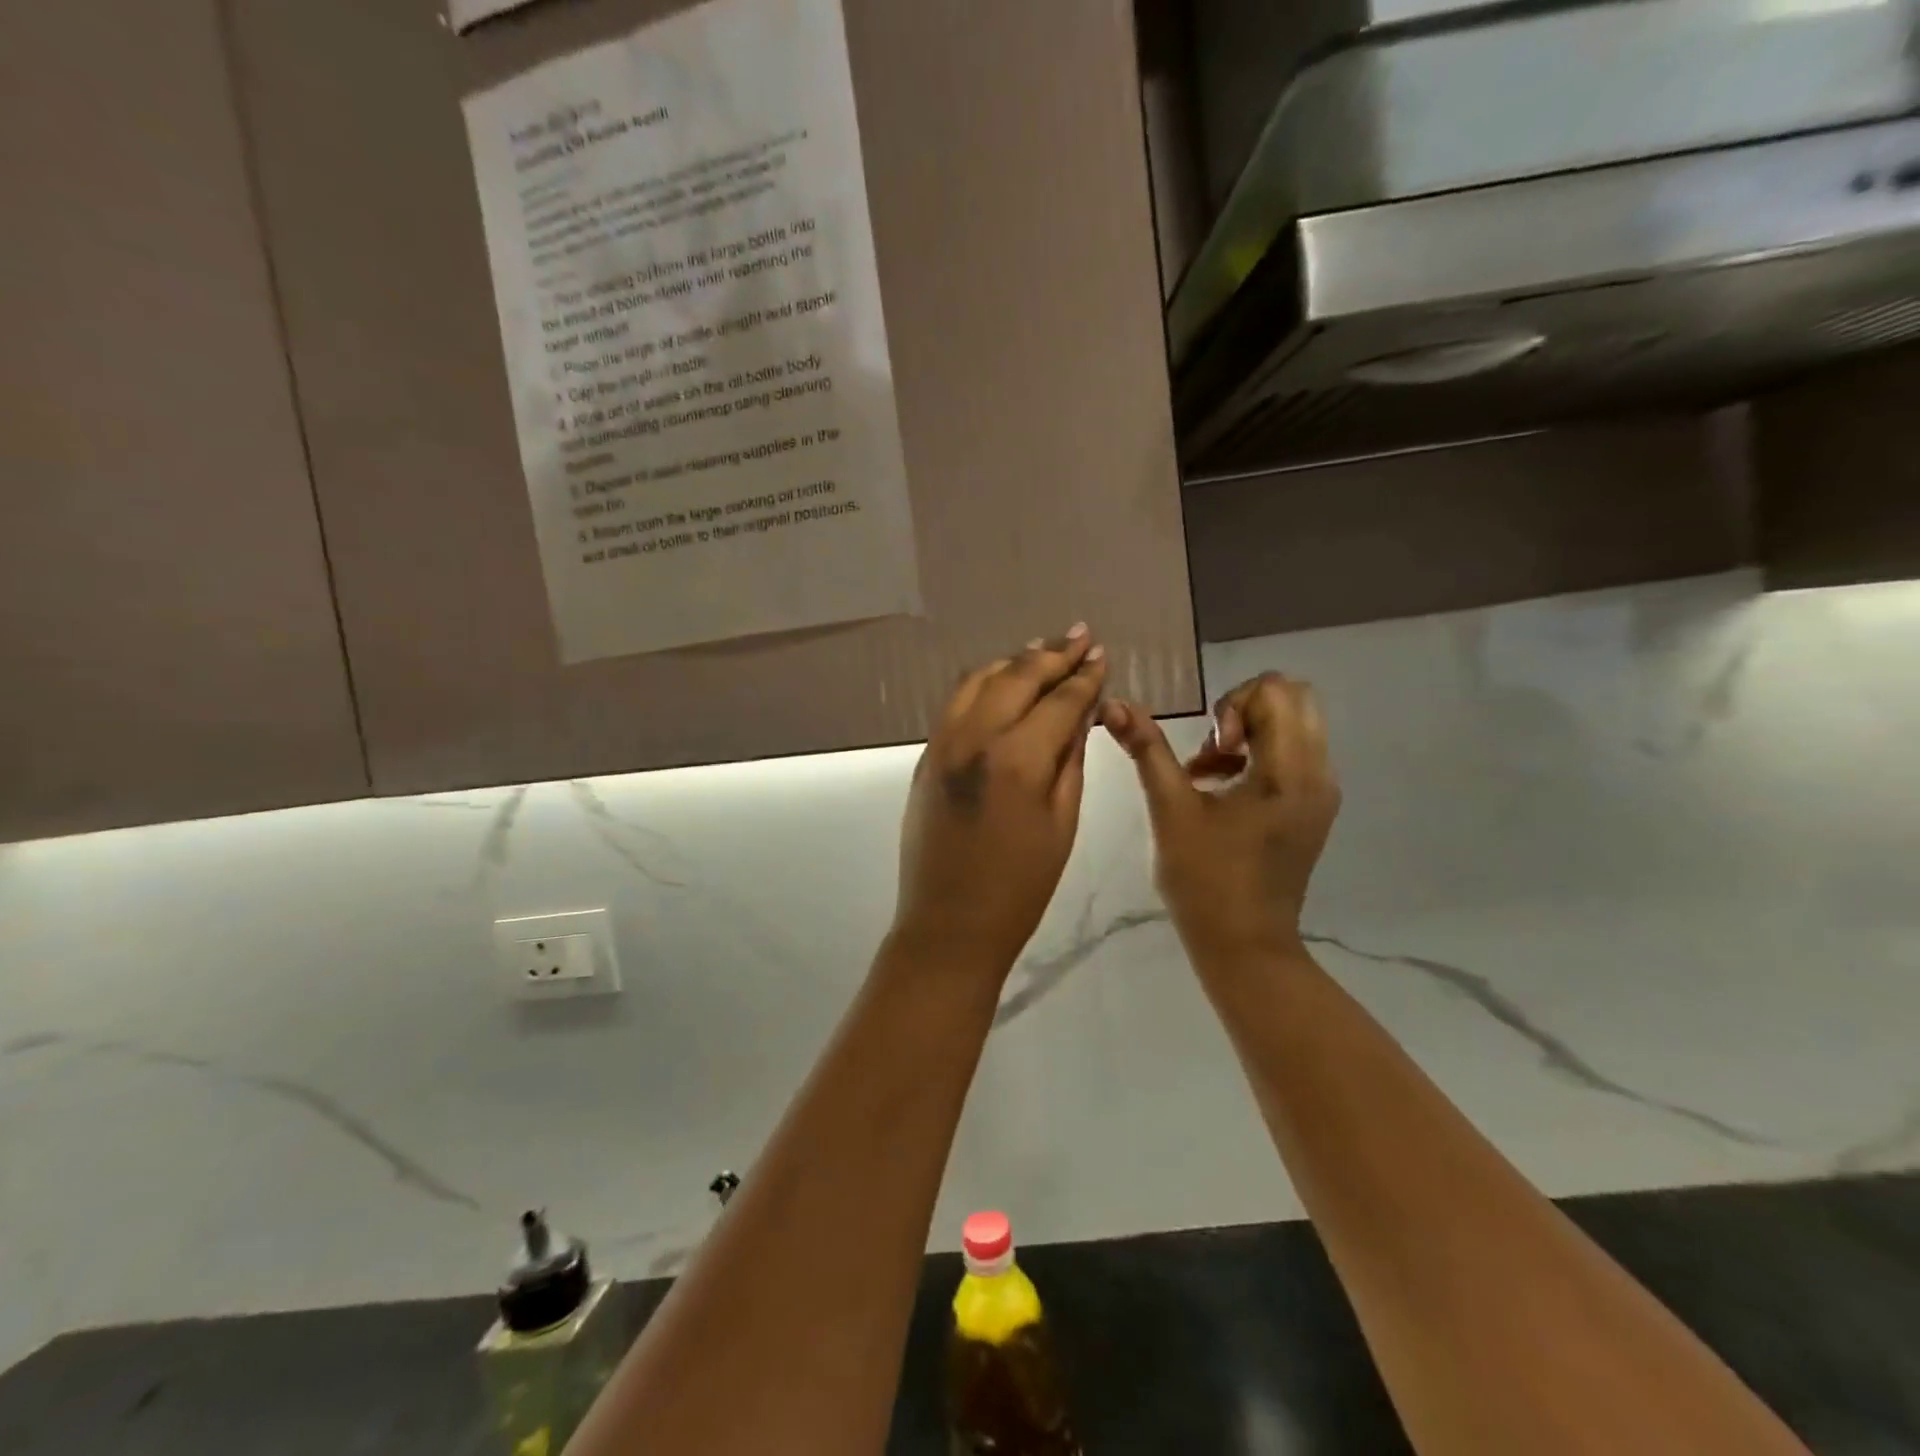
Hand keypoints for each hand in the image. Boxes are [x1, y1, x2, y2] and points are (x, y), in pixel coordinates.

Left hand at [892, 626, 1107, 972]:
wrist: (950, 924)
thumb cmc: (1020, 886)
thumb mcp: (1062, 824)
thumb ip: (1071, 760)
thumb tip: (1081, 714)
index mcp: (1018, 759)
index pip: (1059, 701)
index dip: (1085, 677)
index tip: (1102, 655)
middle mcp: (975, 738)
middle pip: (1017, 677)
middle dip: (1053, 654)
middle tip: (1082, 636)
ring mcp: (944, 743)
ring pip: (980, 680)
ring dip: (1015, 661)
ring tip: (1044, 649)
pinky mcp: (927, 756)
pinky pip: (956, 703)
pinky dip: (984, 683)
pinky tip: (1002, 680)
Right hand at [1102, 673, 1339, 960]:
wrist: (1245, 946)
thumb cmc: (1205, 880)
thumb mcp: (1170, 809)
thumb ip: (1146, 750)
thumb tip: (1115, 705)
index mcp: (1289, 770)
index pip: (1274, 691)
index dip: (1232, 706)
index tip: (1211, 750)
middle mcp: (1318, 772)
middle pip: (1292, 697)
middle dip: (1244, 709)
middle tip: (1214, 748)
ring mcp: (1321, 791)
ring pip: (1296, 723)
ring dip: (1250, 730)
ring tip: (1210, 771)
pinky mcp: (1313, 807)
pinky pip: (1294, 751)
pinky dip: (1259, 752)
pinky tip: (1222, 787)